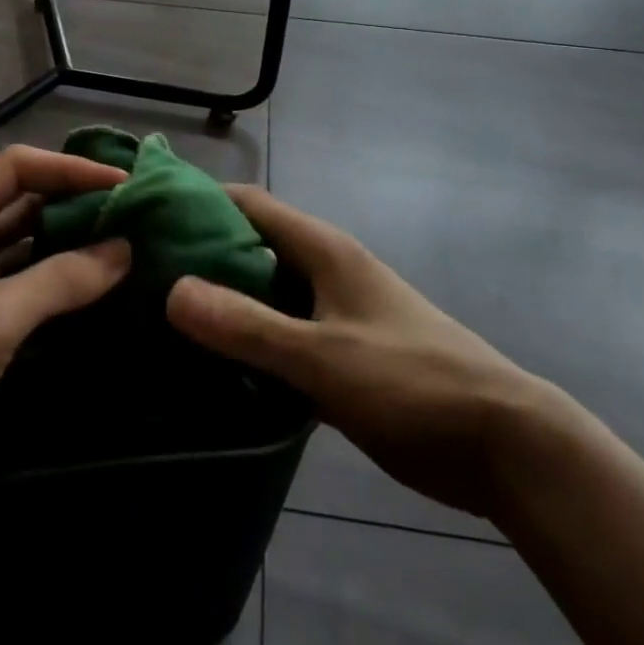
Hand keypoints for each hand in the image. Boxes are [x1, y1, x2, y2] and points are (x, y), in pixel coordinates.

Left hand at [0, 146, 129, 523]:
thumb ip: (61, 279)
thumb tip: (125, 249)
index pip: (17, 170)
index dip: (69, 169)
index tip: (123, 183)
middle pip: (26, 203)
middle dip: (77, 203)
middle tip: (135, 211)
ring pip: (31, 246)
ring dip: (74, 243)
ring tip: (129, 243)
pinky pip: (32, 287)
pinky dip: (65, 283)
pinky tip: (104, 286)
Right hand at [165, 185, 554, 518]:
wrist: (503, 444)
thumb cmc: (413, 383)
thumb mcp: (323, 356)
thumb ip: (248, 326)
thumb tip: (172, 290)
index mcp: (324, 250)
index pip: (249, 204)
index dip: (198, 200)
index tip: (145, 213)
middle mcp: (325, 271)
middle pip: (251, 247)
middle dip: (200, 254)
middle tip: (140, 274)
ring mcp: (334, 313)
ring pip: (264, 293)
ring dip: (222, 301)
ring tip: (161, 319)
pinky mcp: (340, 354)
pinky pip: (280, 334)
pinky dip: (247, 340)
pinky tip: (211, 365)